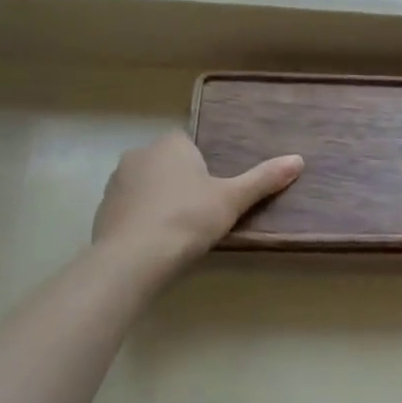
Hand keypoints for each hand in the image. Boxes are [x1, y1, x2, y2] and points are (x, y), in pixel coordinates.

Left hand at [93, 132, 302, 273]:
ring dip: (158, 201)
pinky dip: (140, 221)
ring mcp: (116, 183)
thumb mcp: (232, 199)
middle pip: (166, 164)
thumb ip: (264, 179)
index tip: (212, 192)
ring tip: (177, 232)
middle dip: (179, 183)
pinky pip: (129, 209)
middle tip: (200, 213)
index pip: (188, 144)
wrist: (134, 258)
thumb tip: (299, 159)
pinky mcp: (102, 211)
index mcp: (170, 144)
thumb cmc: (188, 219)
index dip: (201, 166)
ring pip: (145, 186)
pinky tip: (154, 244)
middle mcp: (138, 155)